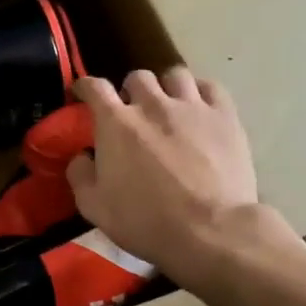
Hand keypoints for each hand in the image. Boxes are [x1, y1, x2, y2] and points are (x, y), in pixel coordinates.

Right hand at [65, 67, 267, 285]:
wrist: (209, 231)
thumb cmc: (145, 221)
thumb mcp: (94, 207)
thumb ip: (80, 175)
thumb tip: (82, 156)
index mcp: (116, 123)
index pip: (94, 87)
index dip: (85, 86)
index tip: (83, 93)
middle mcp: (152, 104)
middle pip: (137, 78)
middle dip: (130, 91)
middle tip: (132, 111)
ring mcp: (192, 107)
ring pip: (174, 75)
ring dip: (165, 87)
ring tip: (168, 104)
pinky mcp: (225, 116)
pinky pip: (210, 87)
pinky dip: (199, 92)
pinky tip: (198, 107)